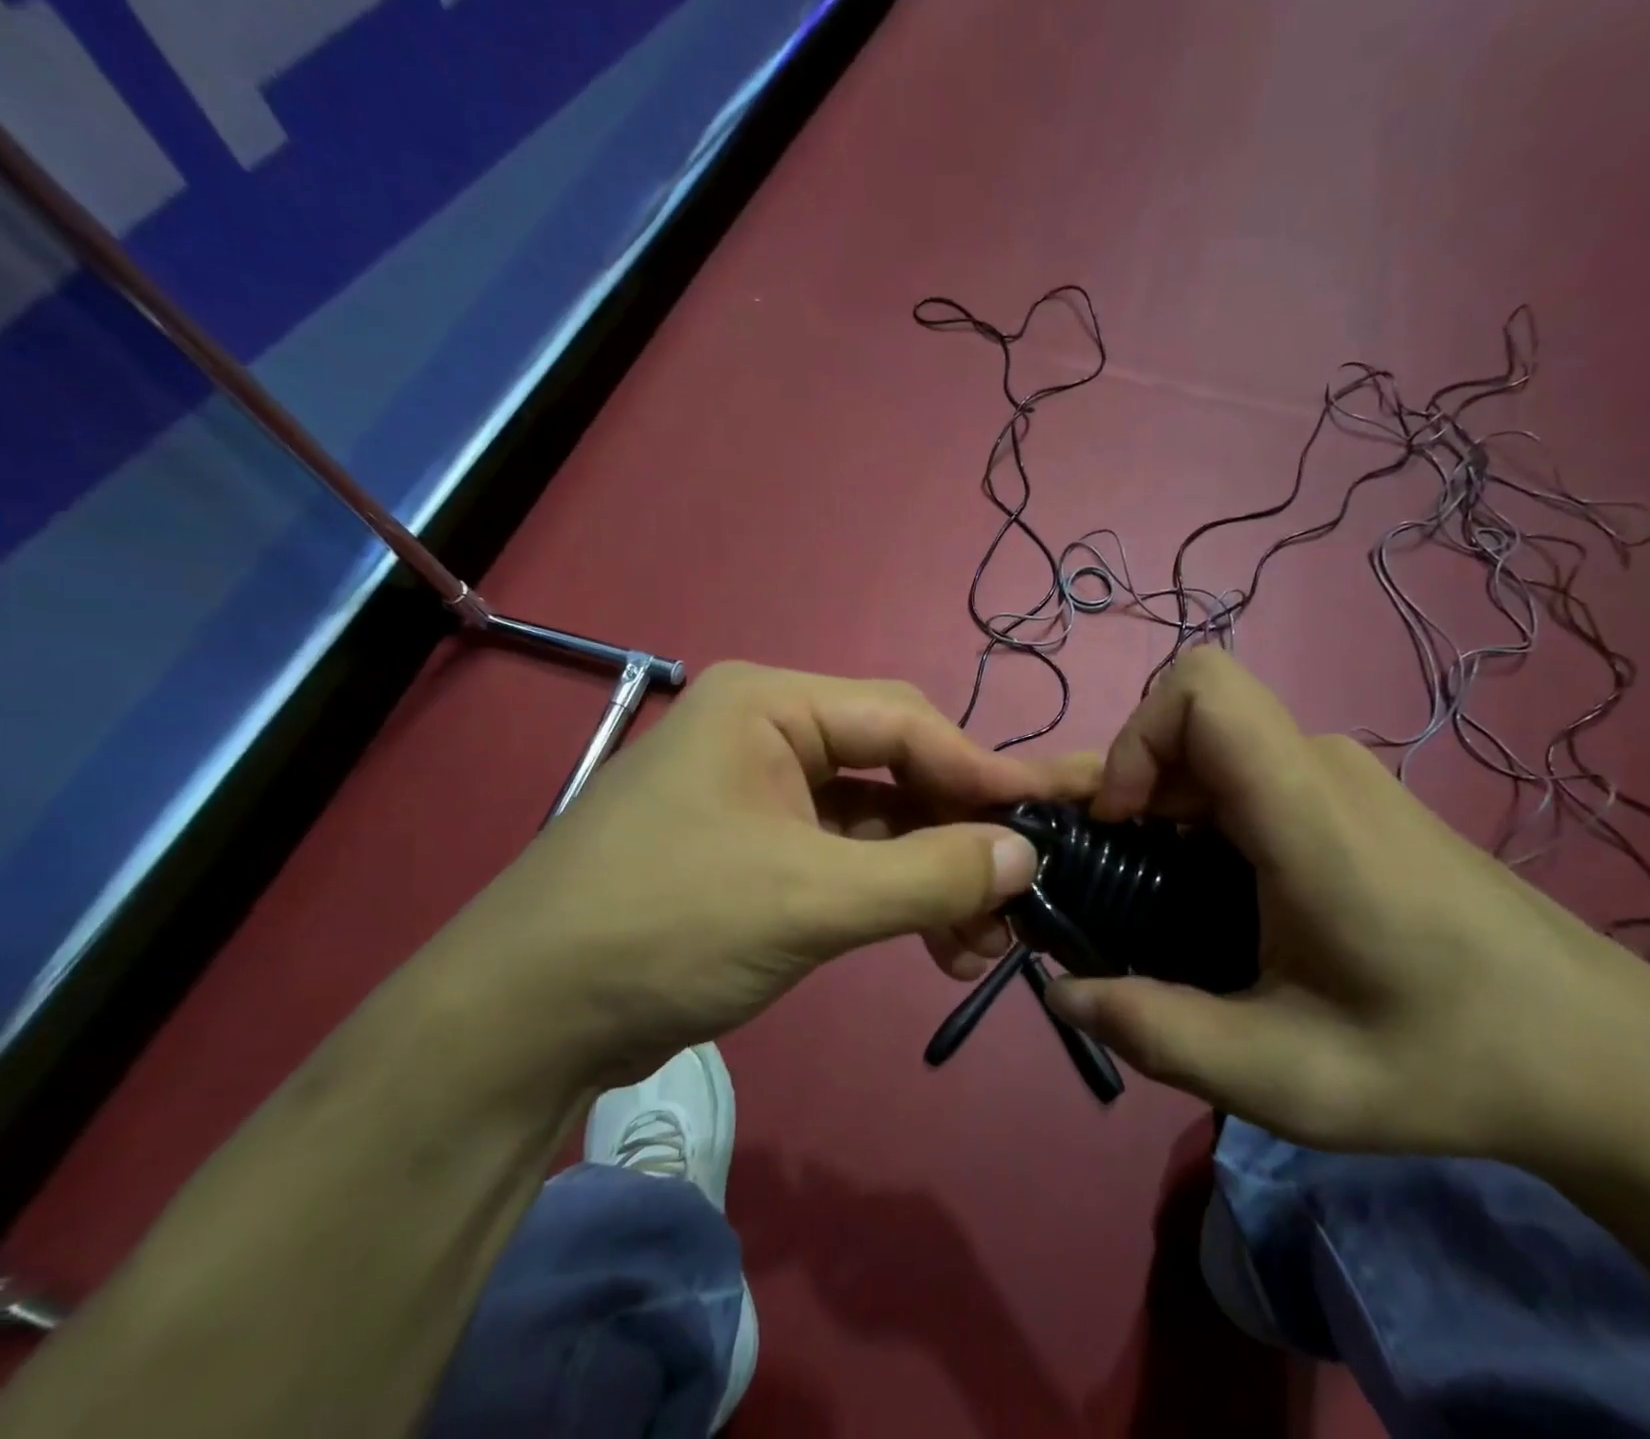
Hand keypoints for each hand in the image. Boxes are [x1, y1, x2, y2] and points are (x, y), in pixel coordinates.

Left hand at [431, 662, 1098, 1087]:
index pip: (905, 722)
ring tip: (984, 939)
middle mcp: (768, 735)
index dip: (981, 771)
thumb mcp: (810, 899)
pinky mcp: (756, 853)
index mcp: (770, 706)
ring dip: (931, 876)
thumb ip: (928, 874)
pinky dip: (892, 897)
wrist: (520, 1023)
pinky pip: (846, 860)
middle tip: (1019, 891)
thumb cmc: (664, 927)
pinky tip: (937, 945)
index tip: (1047, 818)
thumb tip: (1026, 855)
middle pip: (895, 768)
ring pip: (877, 822)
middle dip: (958, 833)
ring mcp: (761, 796)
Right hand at [1045, 648, 1649, 1166]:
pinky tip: (1204, 888)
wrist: (1606, 1056)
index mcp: (1306, 812)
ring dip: (1154, 802)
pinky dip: (1194, 814)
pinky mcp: (1349, 801)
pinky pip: (1243, 776)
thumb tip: (1061, 996)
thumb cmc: (1448, 1060)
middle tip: (1083, 861)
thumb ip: (1159, 1035)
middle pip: (1188, 721)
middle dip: (1117, 781)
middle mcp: (1320, 768)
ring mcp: (1340, 779)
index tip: (1119, 825)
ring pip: (1211, 750)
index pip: (1203, 689)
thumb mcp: (1287, 1076)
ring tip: (1139, 886)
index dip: (1135, 738)